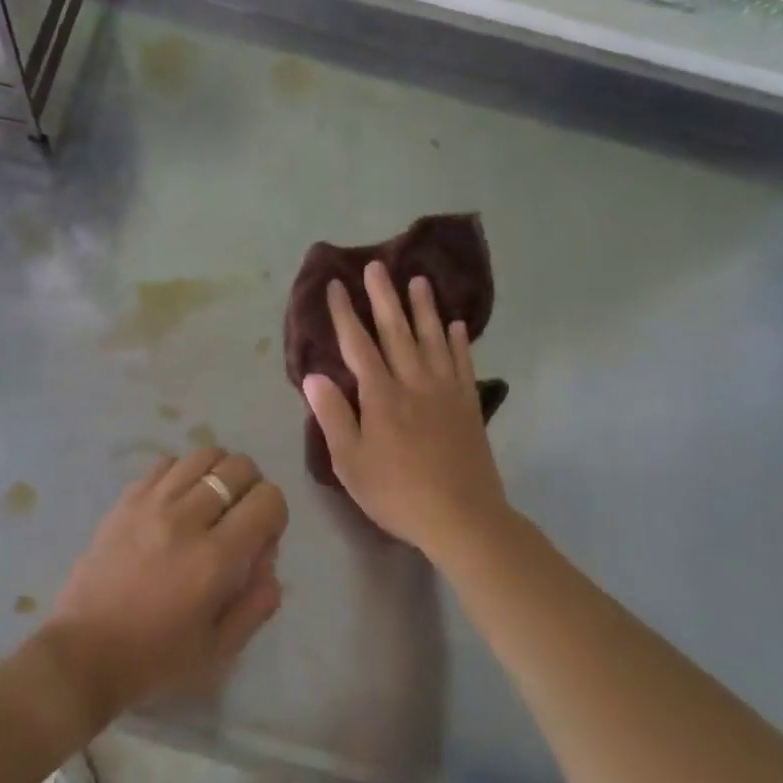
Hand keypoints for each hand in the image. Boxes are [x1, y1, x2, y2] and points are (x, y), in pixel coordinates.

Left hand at [44, 447, 286, 721]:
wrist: (84, 652)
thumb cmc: (156, 659)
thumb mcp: (221, 649)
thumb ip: (258, 602)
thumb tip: (269, 558)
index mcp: (215, 559)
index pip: (268, 499)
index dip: (275, 514)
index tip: (262, 538)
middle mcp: (186, 519)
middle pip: (238, 466)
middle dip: (252, 486)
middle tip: (240, 516)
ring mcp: (151, 503)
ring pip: (203, 455)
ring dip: (218, 473)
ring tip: (211, 502)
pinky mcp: (126, 499)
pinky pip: (167, 463)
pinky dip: (183, 473)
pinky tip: (178, 501)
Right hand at [302, 262, 511, 555]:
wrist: (463, 517)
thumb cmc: (397, 493)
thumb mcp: (350, 462)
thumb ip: (333, 415)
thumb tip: (313, 375)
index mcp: (381, 395)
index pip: (357, 344)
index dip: (344, 313)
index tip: (335, 286)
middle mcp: (413, 382)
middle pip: (396, 331)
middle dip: (383, 297)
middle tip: (376, 266)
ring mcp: (445, 391)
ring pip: (432, 338)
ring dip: (424, 308)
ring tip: (418, 280)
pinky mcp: (468, 404)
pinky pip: (462, 362)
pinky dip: (458, 341)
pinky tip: (457, 325)